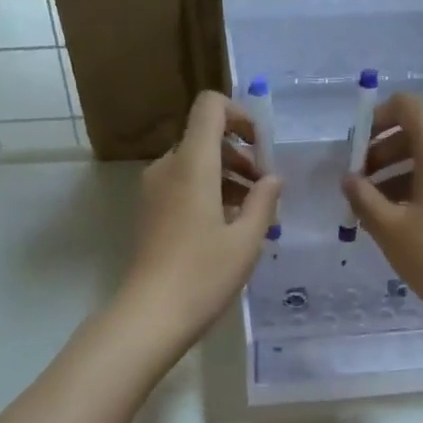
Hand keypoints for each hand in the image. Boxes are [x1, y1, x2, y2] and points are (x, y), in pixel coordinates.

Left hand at [121, 91, 281, 346]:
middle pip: (205, 137)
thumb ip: (264, 201)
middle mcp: (168, 167)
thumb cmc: (203, 274)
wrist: (151, 315)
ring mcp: (154, 190)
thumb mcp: (247, 240)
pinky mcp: (150, 211)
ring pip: (195, 164)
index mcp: (192, 164)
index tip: (262, 147)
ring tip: (254, 214)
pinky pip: (183, 185)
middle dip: (240, 155)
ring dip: (228, 177)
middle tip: (266, 190)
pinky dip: (209, 193)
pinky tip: (230, 227)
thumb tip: (272, 178)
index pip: (210, 106)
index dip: (239, 114)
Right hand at [340, 92, 422, 328]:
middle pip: (416, 132)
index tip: (356, 148)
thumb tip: (349, 179)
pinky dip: (416, 186)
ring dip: (396, 173)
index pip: (408, 106)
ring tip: (371, 208)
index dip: (377, 118)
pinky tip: (397, 219)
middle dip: (381, 152)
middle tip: (357, 184)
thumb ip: (362, 196)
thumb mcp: (388, 227)